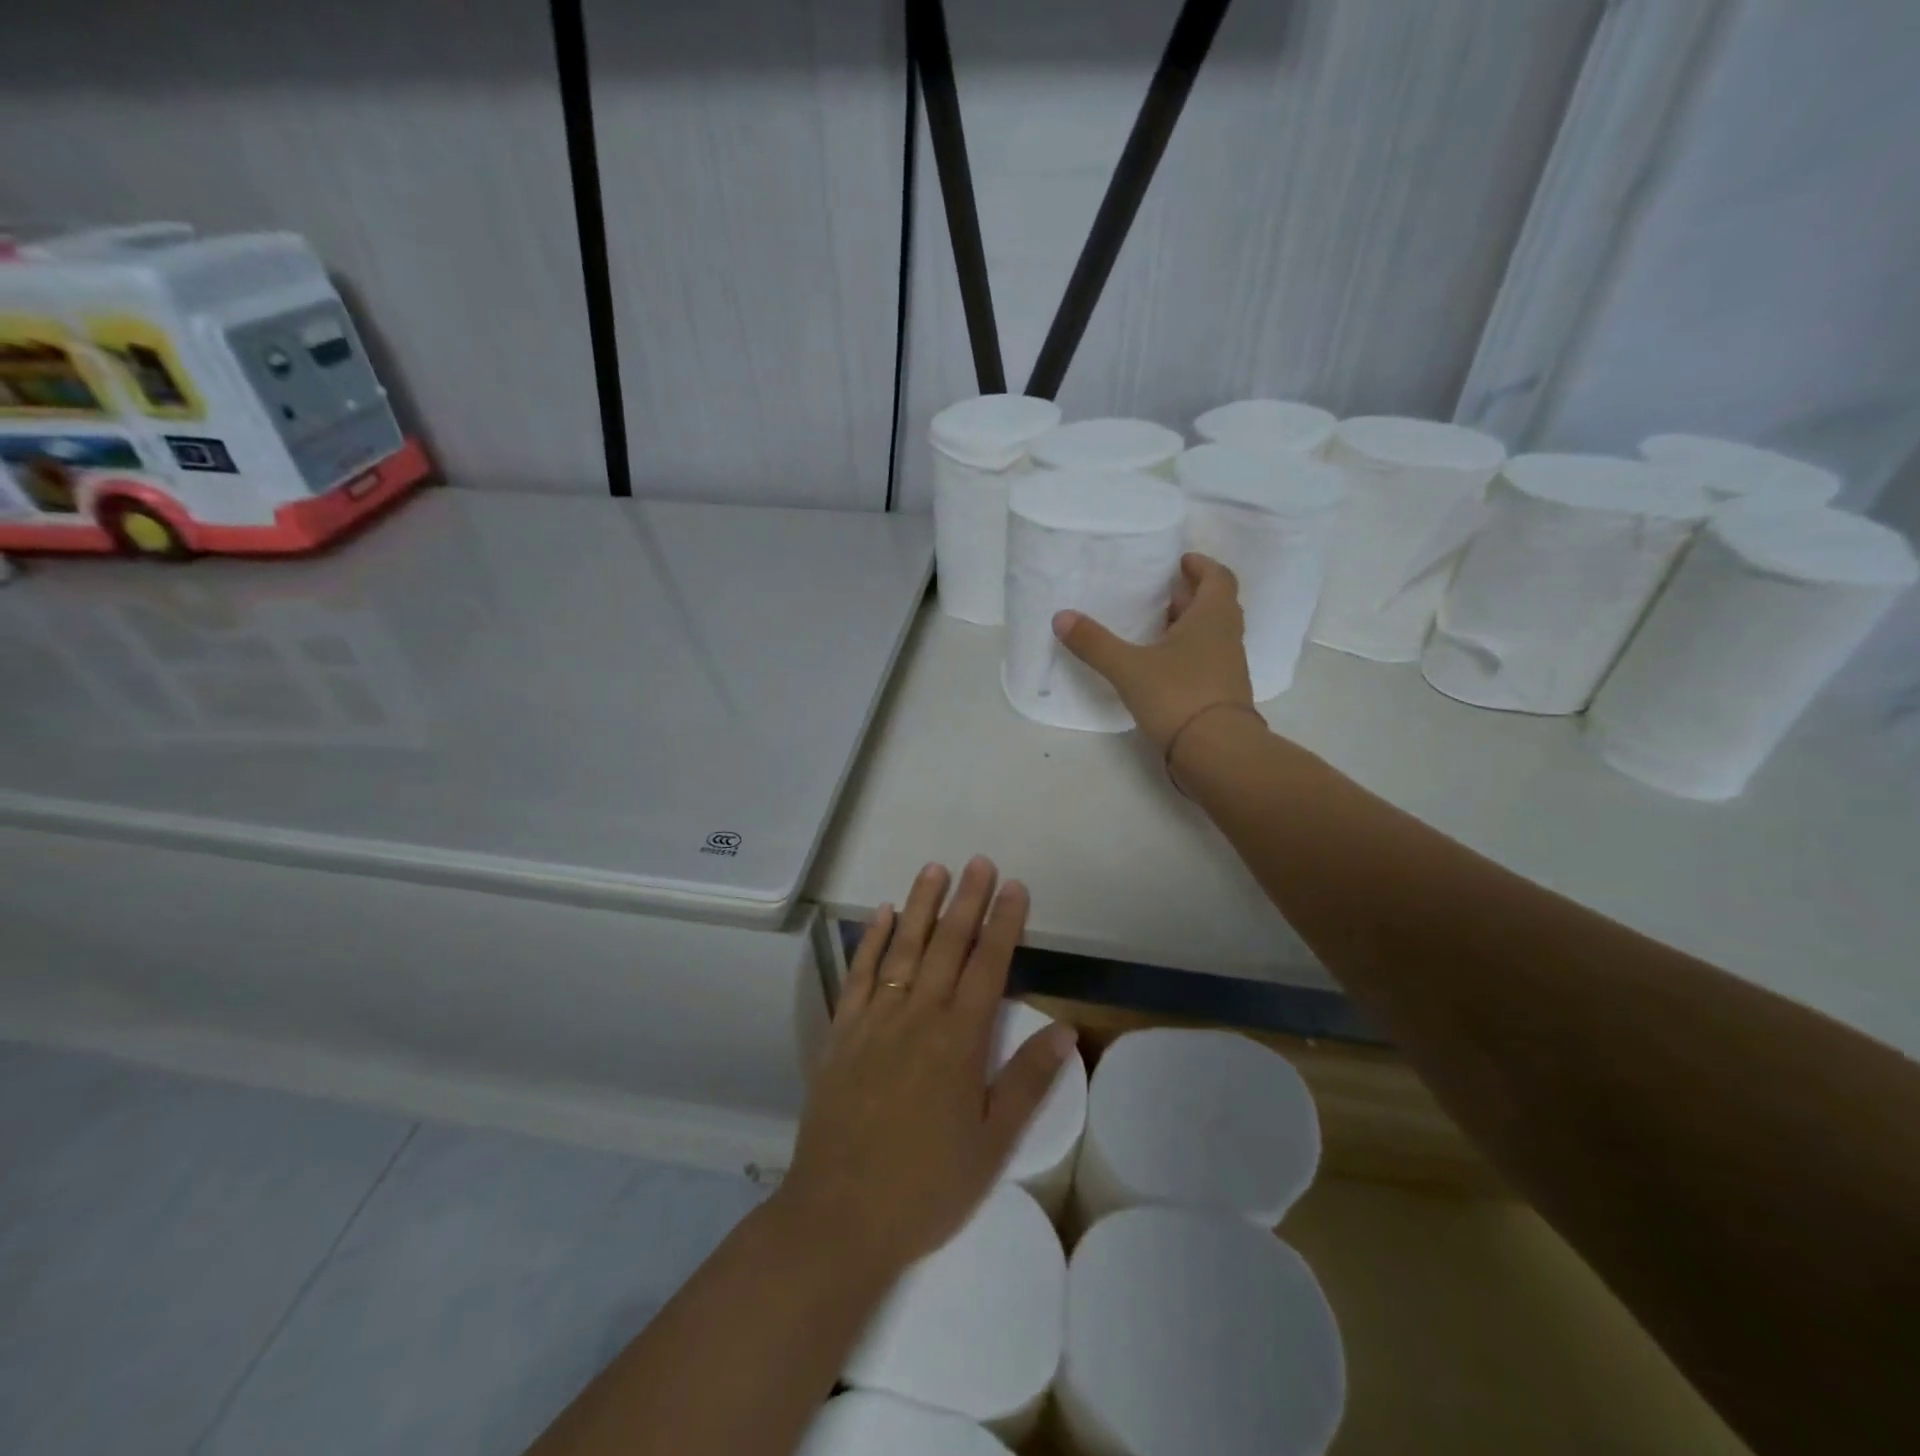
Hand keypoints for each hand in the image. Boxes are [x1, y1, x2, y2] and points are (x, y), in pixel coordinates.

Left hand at [776, 858, 1075, 1274]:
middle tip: (979, 861)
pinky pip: (859, 974)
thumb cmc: (926, 1185)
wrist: (840, 1215)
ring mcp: (875, 1019)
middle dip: (967, 900)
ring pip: (903, 948)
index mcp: (959, 1040)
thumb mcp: (991, 1143)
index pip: (988, 966)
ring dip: (920, 905)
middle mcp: (918, 1015)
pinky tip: (880, 913)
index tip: (1014, 887)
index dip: (1004, 924)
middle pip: (947, 945)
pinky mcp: (842, 1032)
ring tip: (935, 869)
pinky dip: (870, 940)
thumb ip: (1026, 1081)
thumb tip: (1064, 1030)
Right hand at [1052, 552, 1254, 753]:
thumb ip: (1095, 643)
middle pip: (1214, 604)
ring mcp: (1228, 667)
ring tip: (1154, 626)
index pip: (1218, 578)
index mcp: (1213, 617)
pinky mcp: (1222, 694)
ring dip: (1188, 625)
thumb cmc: (1178, 696)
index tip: (1180, 561)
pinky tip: (1160, 665)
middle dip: (1189, 595)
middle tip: (1159, 592)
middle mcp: (1226, 636)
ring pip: (1211, 634)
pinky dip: (1187, 654)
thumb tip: (1061, 617)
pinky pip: (1206, 660)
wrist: (1217, 752)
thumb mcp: (1128, 667)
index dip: (1201, 566)